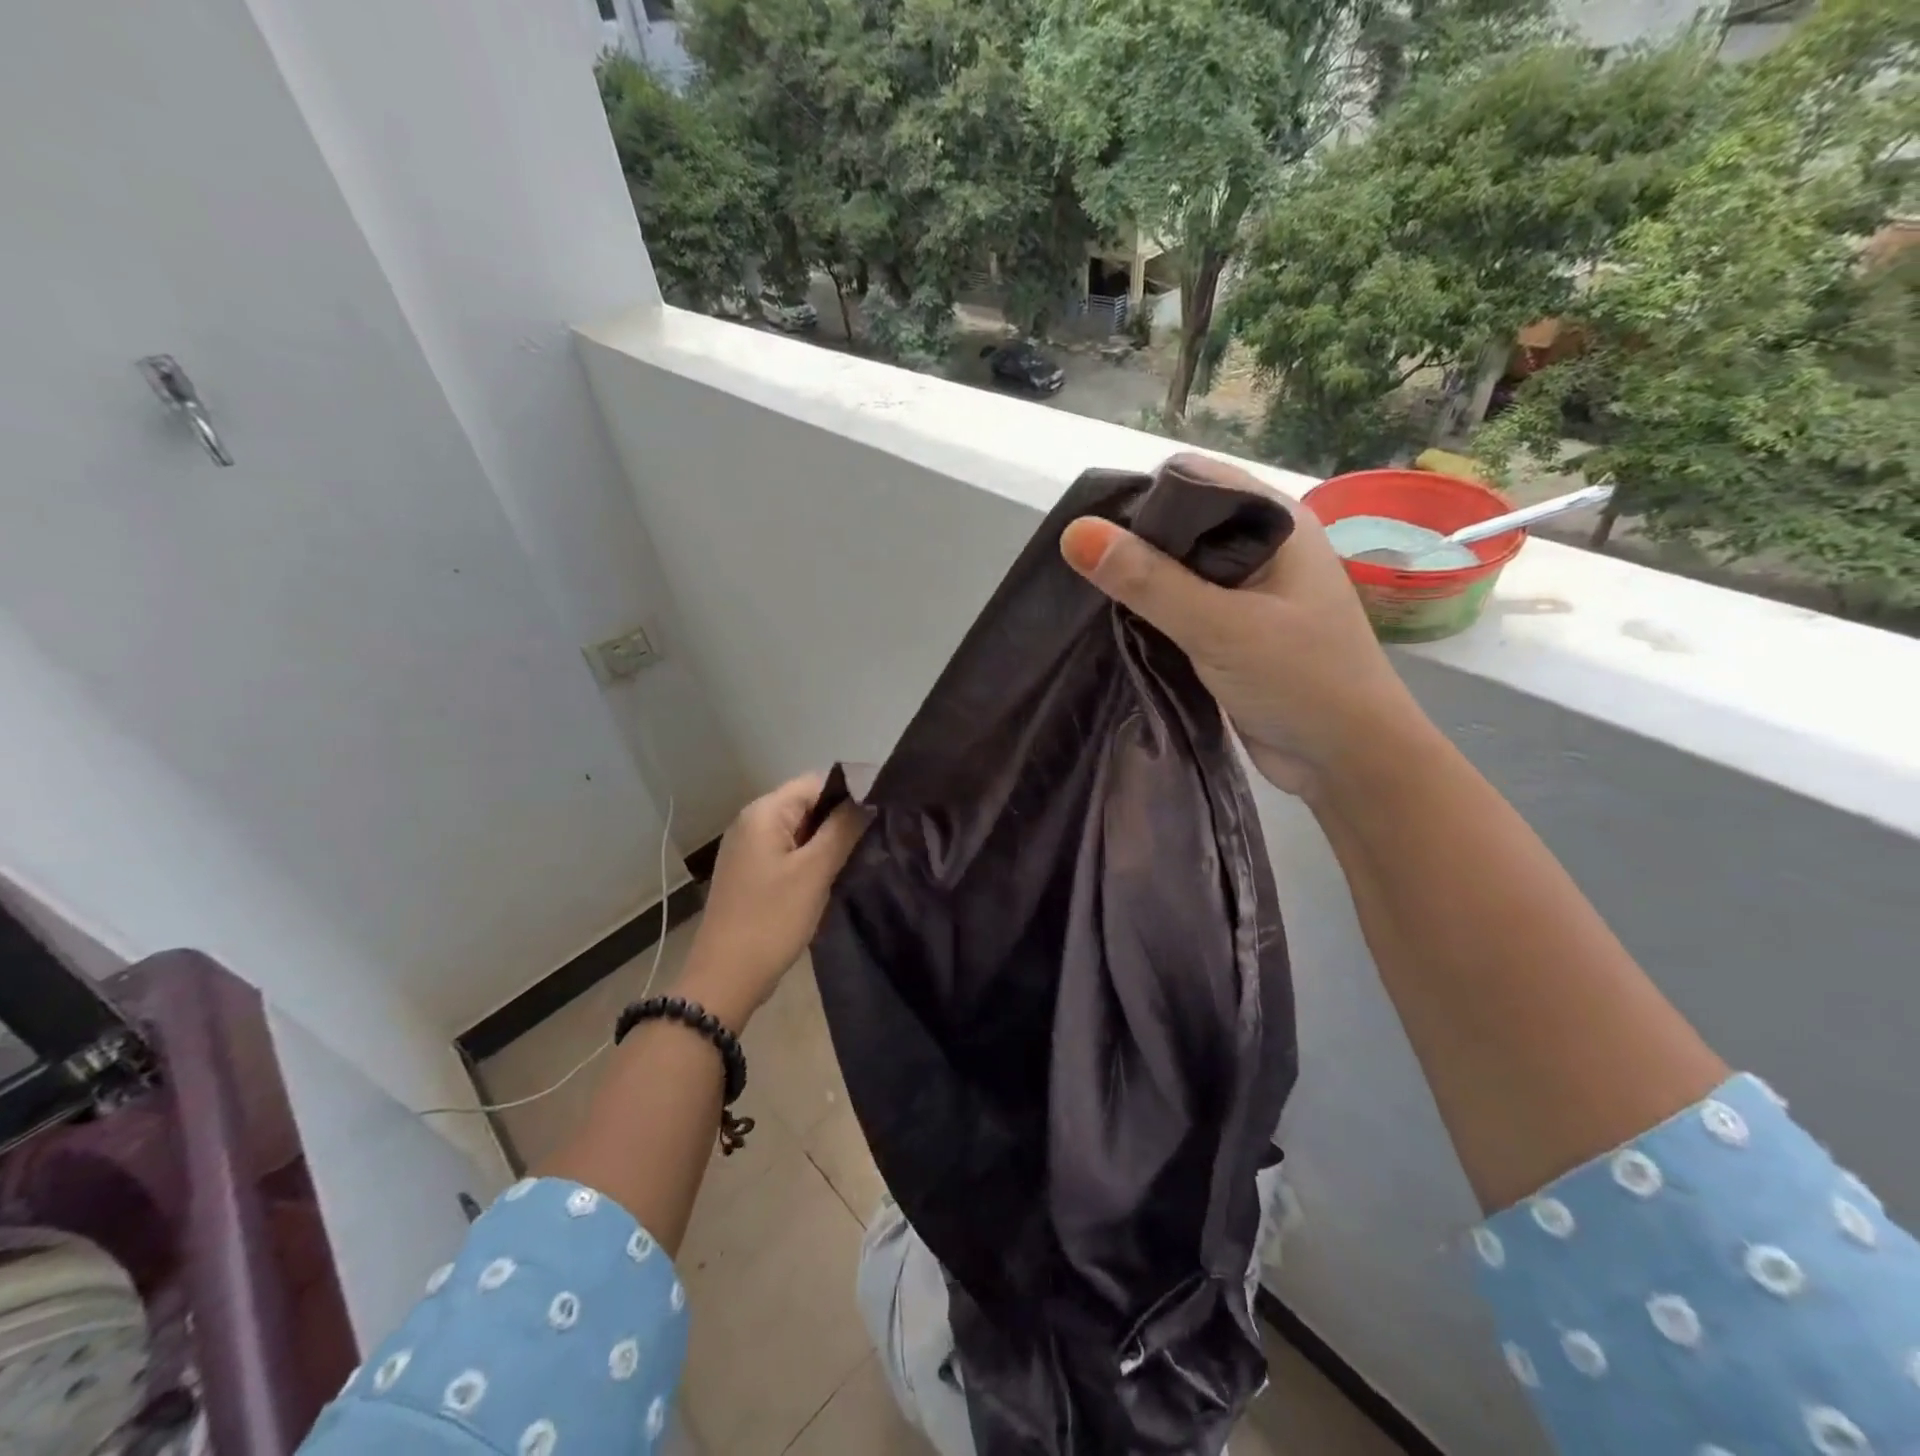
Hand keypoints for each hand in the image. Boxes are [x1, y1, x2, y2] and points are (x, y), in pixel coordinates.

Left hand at [678, 773, 866, 1029]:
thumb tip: (869, 798)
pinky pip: (791, 853)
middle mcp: (752, 822)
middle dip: (842, 820)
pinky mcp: (752, 874)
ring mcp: (750, 849)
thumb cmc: (772, 919)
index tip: (883, 814)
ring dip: (830, 843)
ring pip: (802, 831)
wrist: (726, 978)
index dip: (851, 794)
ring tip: (861, 858)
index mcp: (764, 812)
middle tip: (877, 839)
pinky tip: (833, 878)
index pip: (817, 782)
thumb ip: (844, 828)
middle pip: (809, 805)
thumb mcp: (815, 871)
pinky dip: (813, 860)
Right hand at [1059, 453, 1430, 799]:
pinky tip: (1117, 626)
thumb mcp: (1220, 627)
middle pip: (1180, 524)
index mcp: (1275, 522)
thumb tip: (1074, 533)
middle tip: (1083, 573)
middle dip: (1132, 543)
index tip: (1093, 534)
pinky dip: (1149, 613)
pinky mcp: (1231, 630)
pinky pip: (1179, 606)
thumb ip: (1149, 581)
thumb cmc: (1300, 682)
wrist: (1346, 760)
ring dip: (1138, 582)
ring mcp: (1246, 591)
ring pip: (1176, 569)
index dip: (1142, 498)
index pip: (1195, 480)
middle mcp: (1261, 547)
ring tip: (1089, 599)